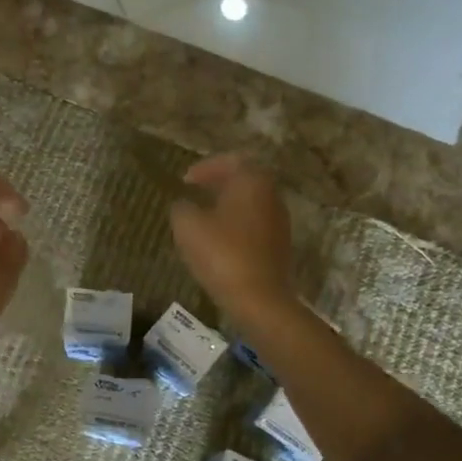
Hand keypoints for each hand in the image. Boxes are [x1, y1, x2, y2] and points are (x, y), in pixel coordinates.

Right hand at [168, 154, 293, 320]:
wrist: (259, 299)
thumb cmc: (222, 254)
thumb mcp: (188, 227)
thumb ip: (182, 208)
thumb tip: (184, 205)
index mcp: (251, 181)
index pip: (229, 161)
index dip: (204, 168)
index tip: (185, 180)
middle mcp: (271, 195)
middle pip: (244, 179)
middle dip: (219, 183)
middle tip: (196, 190)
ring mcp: (279, 220)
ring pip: (251, 202)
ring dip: (228, 203)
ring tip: (204, 214)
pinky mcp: (279, 244)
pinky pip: (255, 223)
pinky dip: (237, 223)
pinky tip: (220, 237)